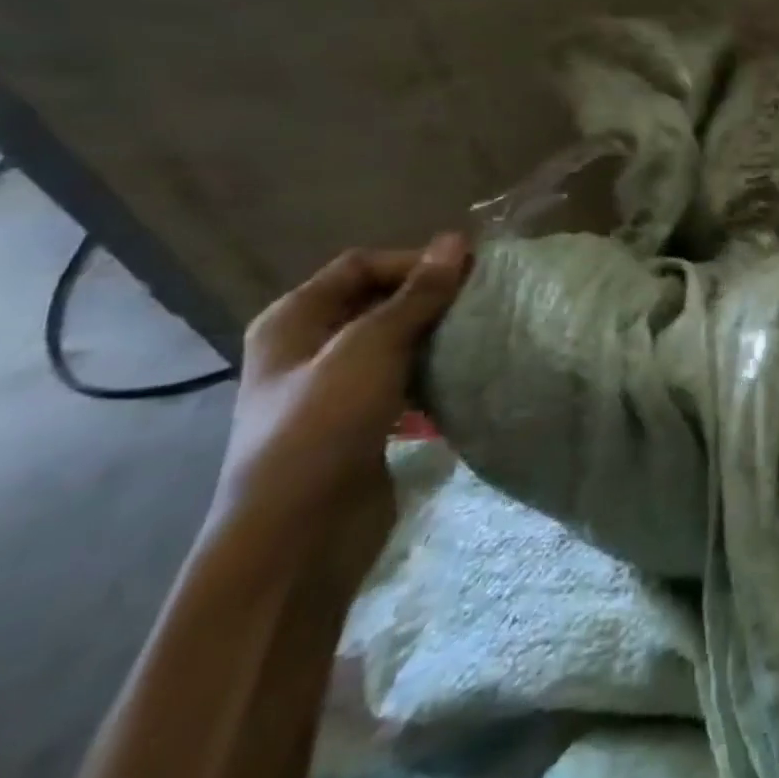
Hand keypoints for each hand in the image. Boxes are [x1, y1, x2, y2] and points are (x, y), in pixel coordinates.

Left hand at [212, 235, 469, 564]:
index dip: (415, 261)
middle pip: (379, 301)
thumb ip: (417, 296)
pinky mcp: (361, 420)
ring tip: (484, 333)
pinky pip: (403, 379)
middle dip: (431, 298)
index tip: (471, 272)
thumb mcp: (370, 350)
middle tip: (485, 301)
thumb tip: (457, 240)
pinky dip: (433, 371)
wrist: (297, 537)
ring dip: (437, 335)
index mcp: (294, 320)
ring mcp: (334, 387)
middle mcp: (309, 346)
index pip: (362, 265)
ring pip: (396, 341)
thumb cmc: (322, 429)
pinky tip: (466, 374)